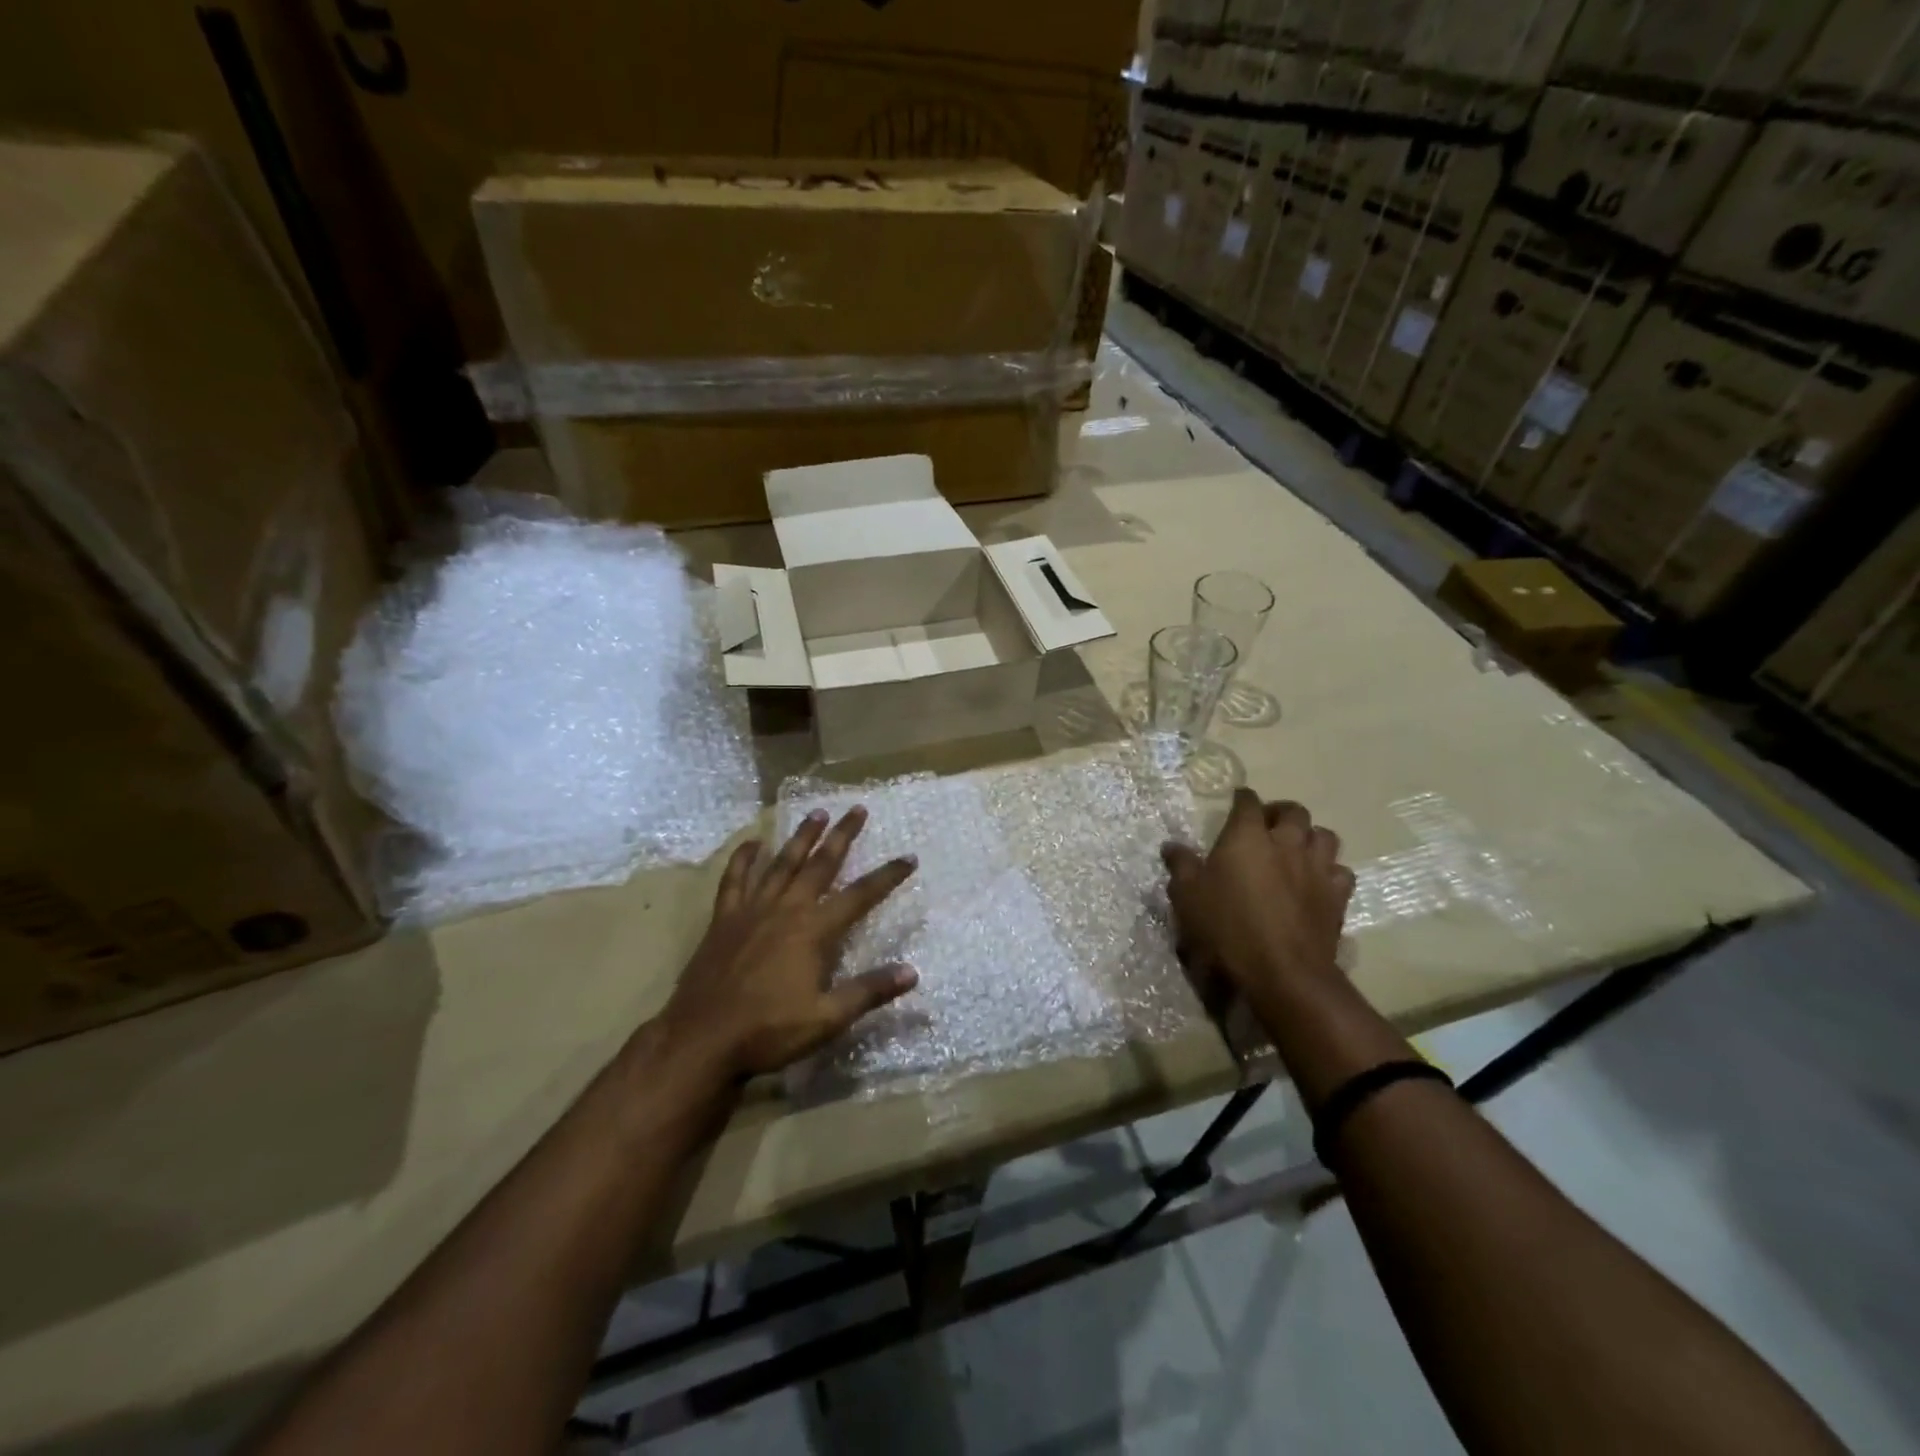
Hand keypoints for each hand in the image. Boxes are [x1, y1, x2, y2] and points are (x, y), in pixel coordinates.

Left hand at [659, 807, 918, 1079]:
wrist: (702, 1039)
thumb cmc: (769, 1031)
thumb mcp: (827, 1019)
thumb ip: (869, 992)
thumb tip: (912, 972)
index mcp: (814, 930)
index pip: (860, 896)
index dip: (887, 876)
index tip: (909, 857)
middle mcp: (786, 909)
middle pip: (820, 864)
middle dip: (842, 836)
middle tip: (857, 809)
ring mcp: (752, 910)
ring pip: (782, 863)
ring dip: (801, 837)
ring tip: (816, 813)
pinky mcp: (724, 919)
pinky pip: (735, 879)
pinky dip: (744, 858)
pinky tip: (753, 843)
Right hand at [1162, 789, 1355, 1023]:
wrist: (1281, 972)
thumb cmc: (1227, 927)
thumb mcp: (1188, 896)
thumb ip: (1181, 865)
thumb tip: (1172, 846)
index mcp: (1247, 836)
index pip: (1248, 802)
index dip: (1242, 799)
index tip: (1236, 801)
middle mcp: (1286, 843)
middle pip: (1294, 811)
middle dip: (1281, 812)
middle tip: (1268, 825)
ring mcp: (1317, 869)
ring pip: (1325, 836)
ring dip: (1310, 837)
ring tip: (1296, 849)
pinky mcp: (1337, 897)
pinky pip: (1341, 872)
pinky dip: (1330, 872)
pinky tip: (1318, 882)